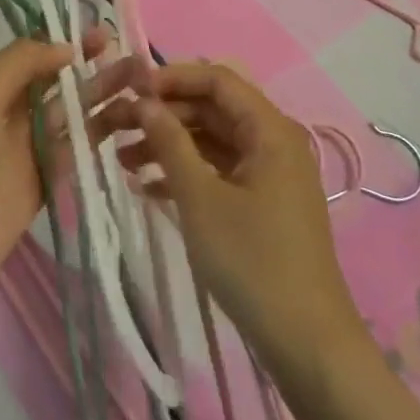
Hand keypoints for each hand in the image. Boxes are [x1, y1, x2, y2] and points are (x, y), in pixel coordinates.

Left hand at [0, 31, 139, 303]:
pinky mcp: (49, 178)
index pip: (35, 55)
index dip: (67, 41)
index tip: (103, 31)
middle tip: (135, 56)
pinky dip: (104, 131)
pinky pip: (80, 146)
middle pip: (60, 81)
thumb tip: (65, 48)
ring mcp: (33, 146)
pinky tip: (133, 119)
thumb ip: (18, 66)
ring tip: (144, 83)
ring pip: (75, 112)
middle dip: (94, 66)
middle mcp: (13, 112)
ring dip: (105, 95)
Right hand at [100, 62, 360, 376]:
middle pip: (212, 109)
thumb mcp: (200, 198)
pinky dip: (186, 172)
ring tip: (121, 160)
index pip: (217, 79)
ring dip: (169, 144)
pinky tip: (147, 188)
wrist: (305, 341)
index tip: (129, 90)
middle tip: (114, 126)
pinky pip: (219, 170)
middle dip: (163, 113)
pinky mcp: (262, 202)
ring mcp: (269, 174)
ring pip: (212, 141)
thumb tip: (143, 101)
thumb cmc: (252, 261)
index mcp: (269, 130)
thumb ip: (170, 142)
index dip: (172, 77)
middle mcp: (273, 142)